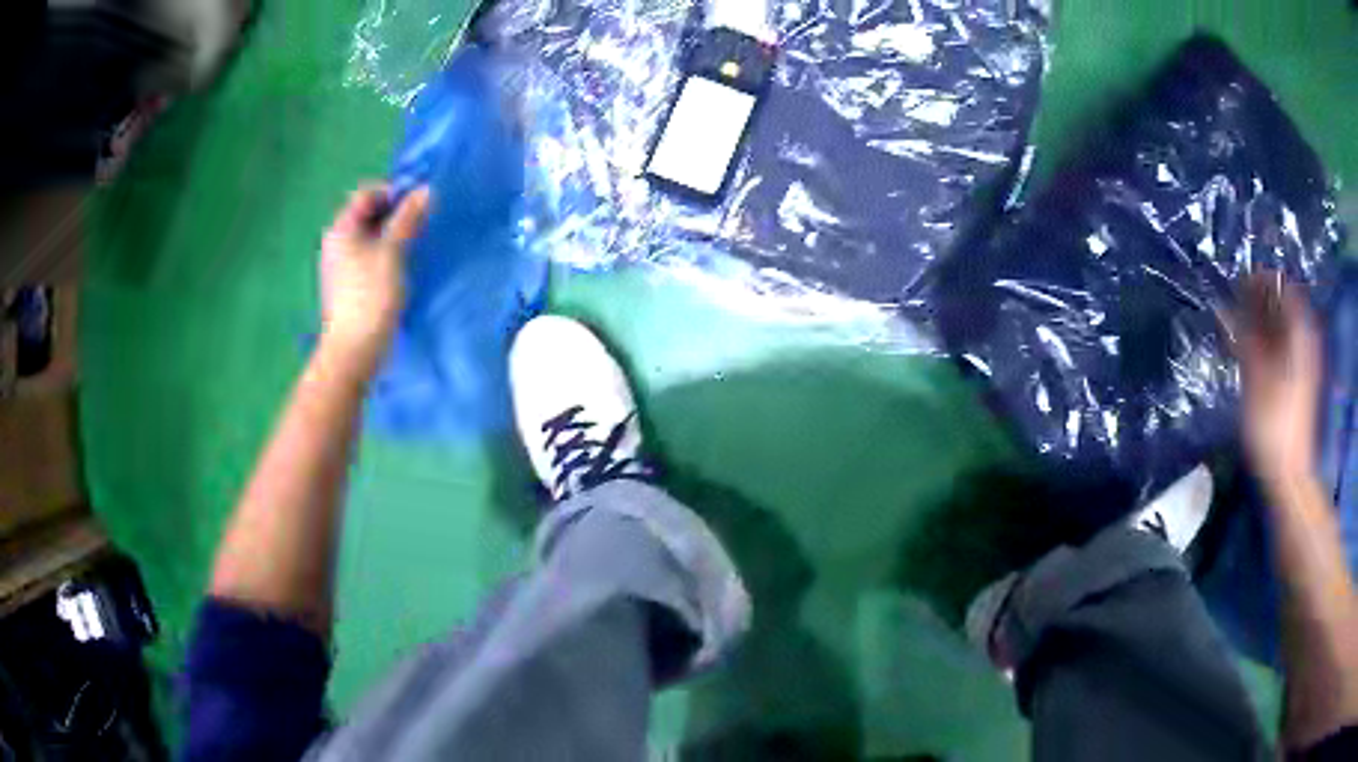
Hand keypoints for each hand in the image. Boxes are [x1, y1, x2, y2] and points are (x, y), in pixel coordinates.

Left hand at [318, 184, 429, 379]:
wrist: (353, 351)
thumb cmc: (370, 296)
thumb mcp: (393, 252)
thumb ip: (408, 219)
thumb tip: (425, 190)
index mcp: (341, 229)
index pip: (367, 194)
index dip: (393, 192)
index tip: (419, 203)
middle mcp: (336, 242)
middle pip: (367, 214)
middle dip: (395, 214)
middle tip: (421, 223)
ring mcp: (340, 265)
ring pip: (370, 237)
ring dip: (393, 235)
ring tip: (416, 244)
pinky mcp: (348, 285)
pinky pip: (369, 257)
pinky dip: (386, 254)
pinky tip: (402, 267)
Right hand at [1229, 271, 1322, 489]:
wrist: (1289, 475)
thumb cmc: (1273, 426)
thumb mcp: (1255, 379)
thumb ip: (1244, 339)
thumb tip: (1224, 307)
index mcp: (1299, 335)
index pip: (1283, 288)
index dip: (1261, 280)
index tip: (1239, 282)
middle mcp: (1305, 342)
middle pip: (1284, 306)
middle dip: (1260, 301)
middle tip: (1235, 303)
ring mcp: (1304, 363)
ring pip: (1284, 328)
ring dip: (1263, 322)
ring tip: (1239, 327)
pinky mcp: (1299, 382)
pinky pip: (1285, 347)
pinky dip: (1268, 343)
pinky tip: (1252, 353)